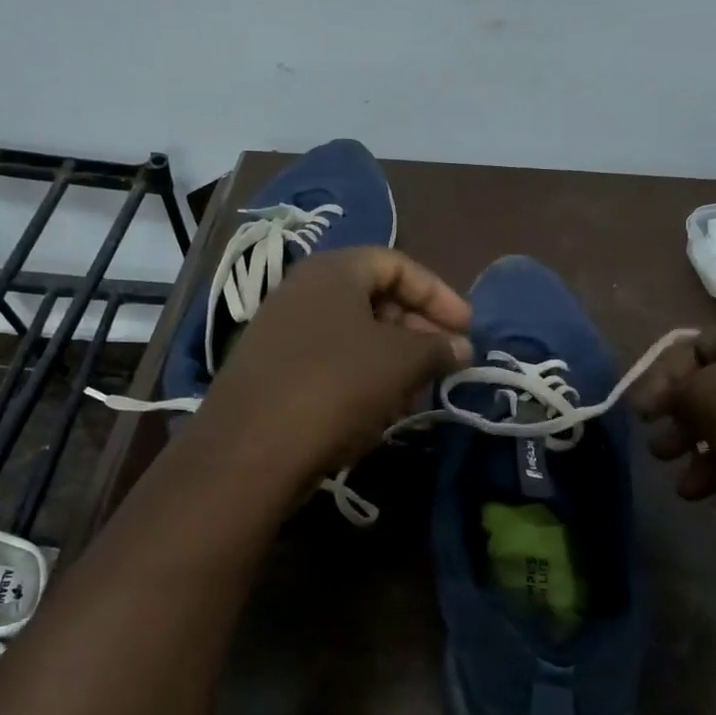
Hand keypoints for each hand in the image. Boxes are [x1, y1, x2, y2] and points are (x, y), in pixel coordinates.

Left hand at [191, 247, 471, 492]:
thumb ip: (438, 347)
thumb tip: (462, 347)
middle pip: (374, 298)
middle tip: (442, 362)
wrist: (249, 450)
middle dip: (416, 330)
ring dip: (391, 359)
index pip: (397, 264)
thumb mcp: (400, 362)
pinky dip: (360, 378)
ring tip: (413, 393)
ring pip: (352, 335)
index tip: (465, 329)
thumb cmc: (335, 387)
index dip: (438, 294)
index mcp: (332, 271)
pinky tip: (375, 412)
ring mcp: (280, 330)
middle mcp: (302, 291)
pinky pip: (328, 362)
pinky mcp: (270, 369)